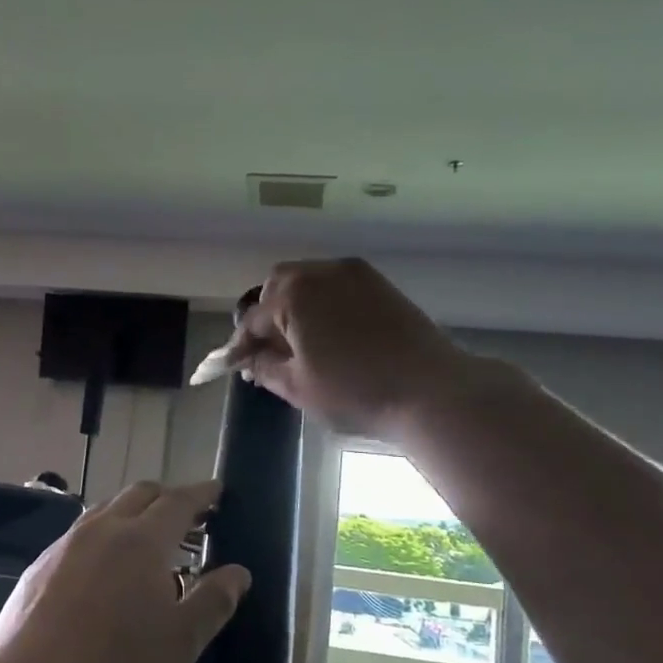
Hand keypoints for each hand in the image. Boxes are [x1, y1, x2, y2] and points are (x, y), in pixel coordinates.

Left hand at [0, 480, 250, 662]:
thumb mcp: (180, 643)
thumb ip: (213, 602)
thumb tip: (238, 572)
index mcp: (141, 541)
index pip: (178, 501)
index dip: (202, 494)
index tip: (218, 490)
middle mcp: (101, 530)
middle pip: (139, 495)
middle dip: (168, 498)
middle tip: (189, 518)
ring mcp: (65, 545)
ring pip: (105, 511)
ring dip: (132, 515)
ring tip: (148, 543)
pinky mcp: (39, 566)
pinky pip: (80, 536)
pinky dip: (104, 537)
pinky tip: (104, 571)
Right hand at [219, 258, 472, 438]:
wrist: (431, 390)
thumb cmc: (355, 390)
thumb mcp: (298, 386)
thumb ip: (264, 367)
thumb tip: (247, 359)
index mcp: (294, 294)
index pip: (253, 319)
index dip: (240, 345)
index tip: (232, 365)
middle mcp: (321, 271)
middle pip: (279, 286)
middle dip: (267, 315)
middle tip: (268, 350)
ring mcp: (355, 273)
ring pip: (310, 281)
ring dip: (295, 306)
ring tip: (299, 343)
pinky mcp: (380, 284)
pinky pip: (337, 286)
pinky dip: (323, 304)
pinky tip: (329, 334)